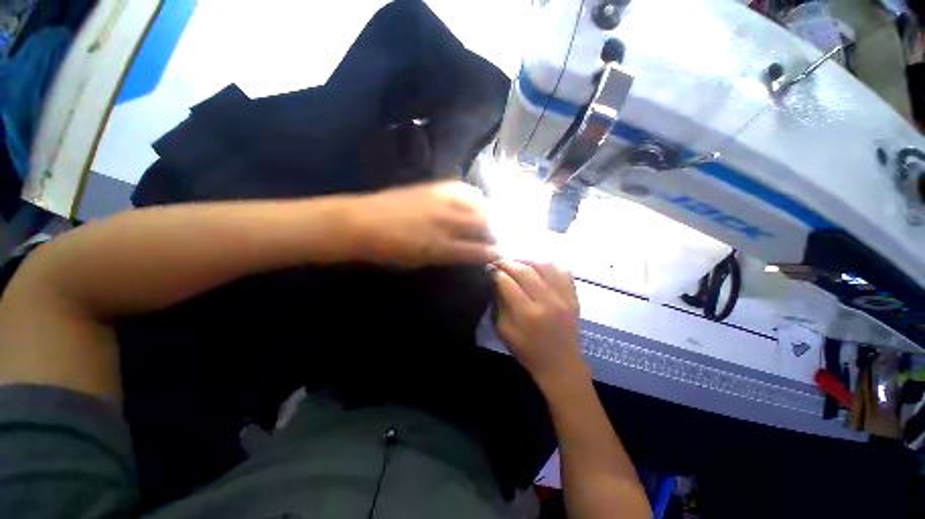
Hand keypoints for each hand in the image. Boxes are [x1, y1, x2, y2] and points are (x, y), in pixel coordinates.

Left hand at [350, 181, 497, 267]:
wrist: (362, 222)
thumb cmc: (389, 250)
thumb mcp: (420, 261)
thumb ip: (448, 256)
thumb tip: (469, 252)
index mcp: (442, 246)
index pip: (478, 250)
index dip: (494, 252)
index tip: (502, 252)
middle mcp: (447, 221)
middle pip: (484, 223)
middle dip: (497, 231)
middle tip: (498, 235)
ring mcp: (442, 201)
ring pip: (479, 204)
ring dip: (489, 213)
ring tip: (490, 218)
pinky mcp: (435, 187)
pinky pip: (465, 189)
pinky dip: (475, 196)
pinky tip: (474, 200)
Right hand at [491, 259, 588, 389]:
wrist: (561, 365)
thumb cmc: (528, 352)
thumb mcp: (504, 331)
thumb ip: (499, 304)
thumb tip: (495, 281)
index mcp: (528, 314)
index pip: (508, 283)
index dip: (496, 272)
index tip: (489, 268)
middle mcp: (548, 301)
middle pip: (526, 270)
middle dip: (509, 262)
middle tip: (499, 261)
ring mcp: (564, 297)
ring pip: (545, 265)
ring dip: (527, 259)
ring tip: (517, 260)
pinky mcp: (574, 297)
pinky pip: (563, 271)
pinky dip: (549, 263)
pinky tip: (538, 264)